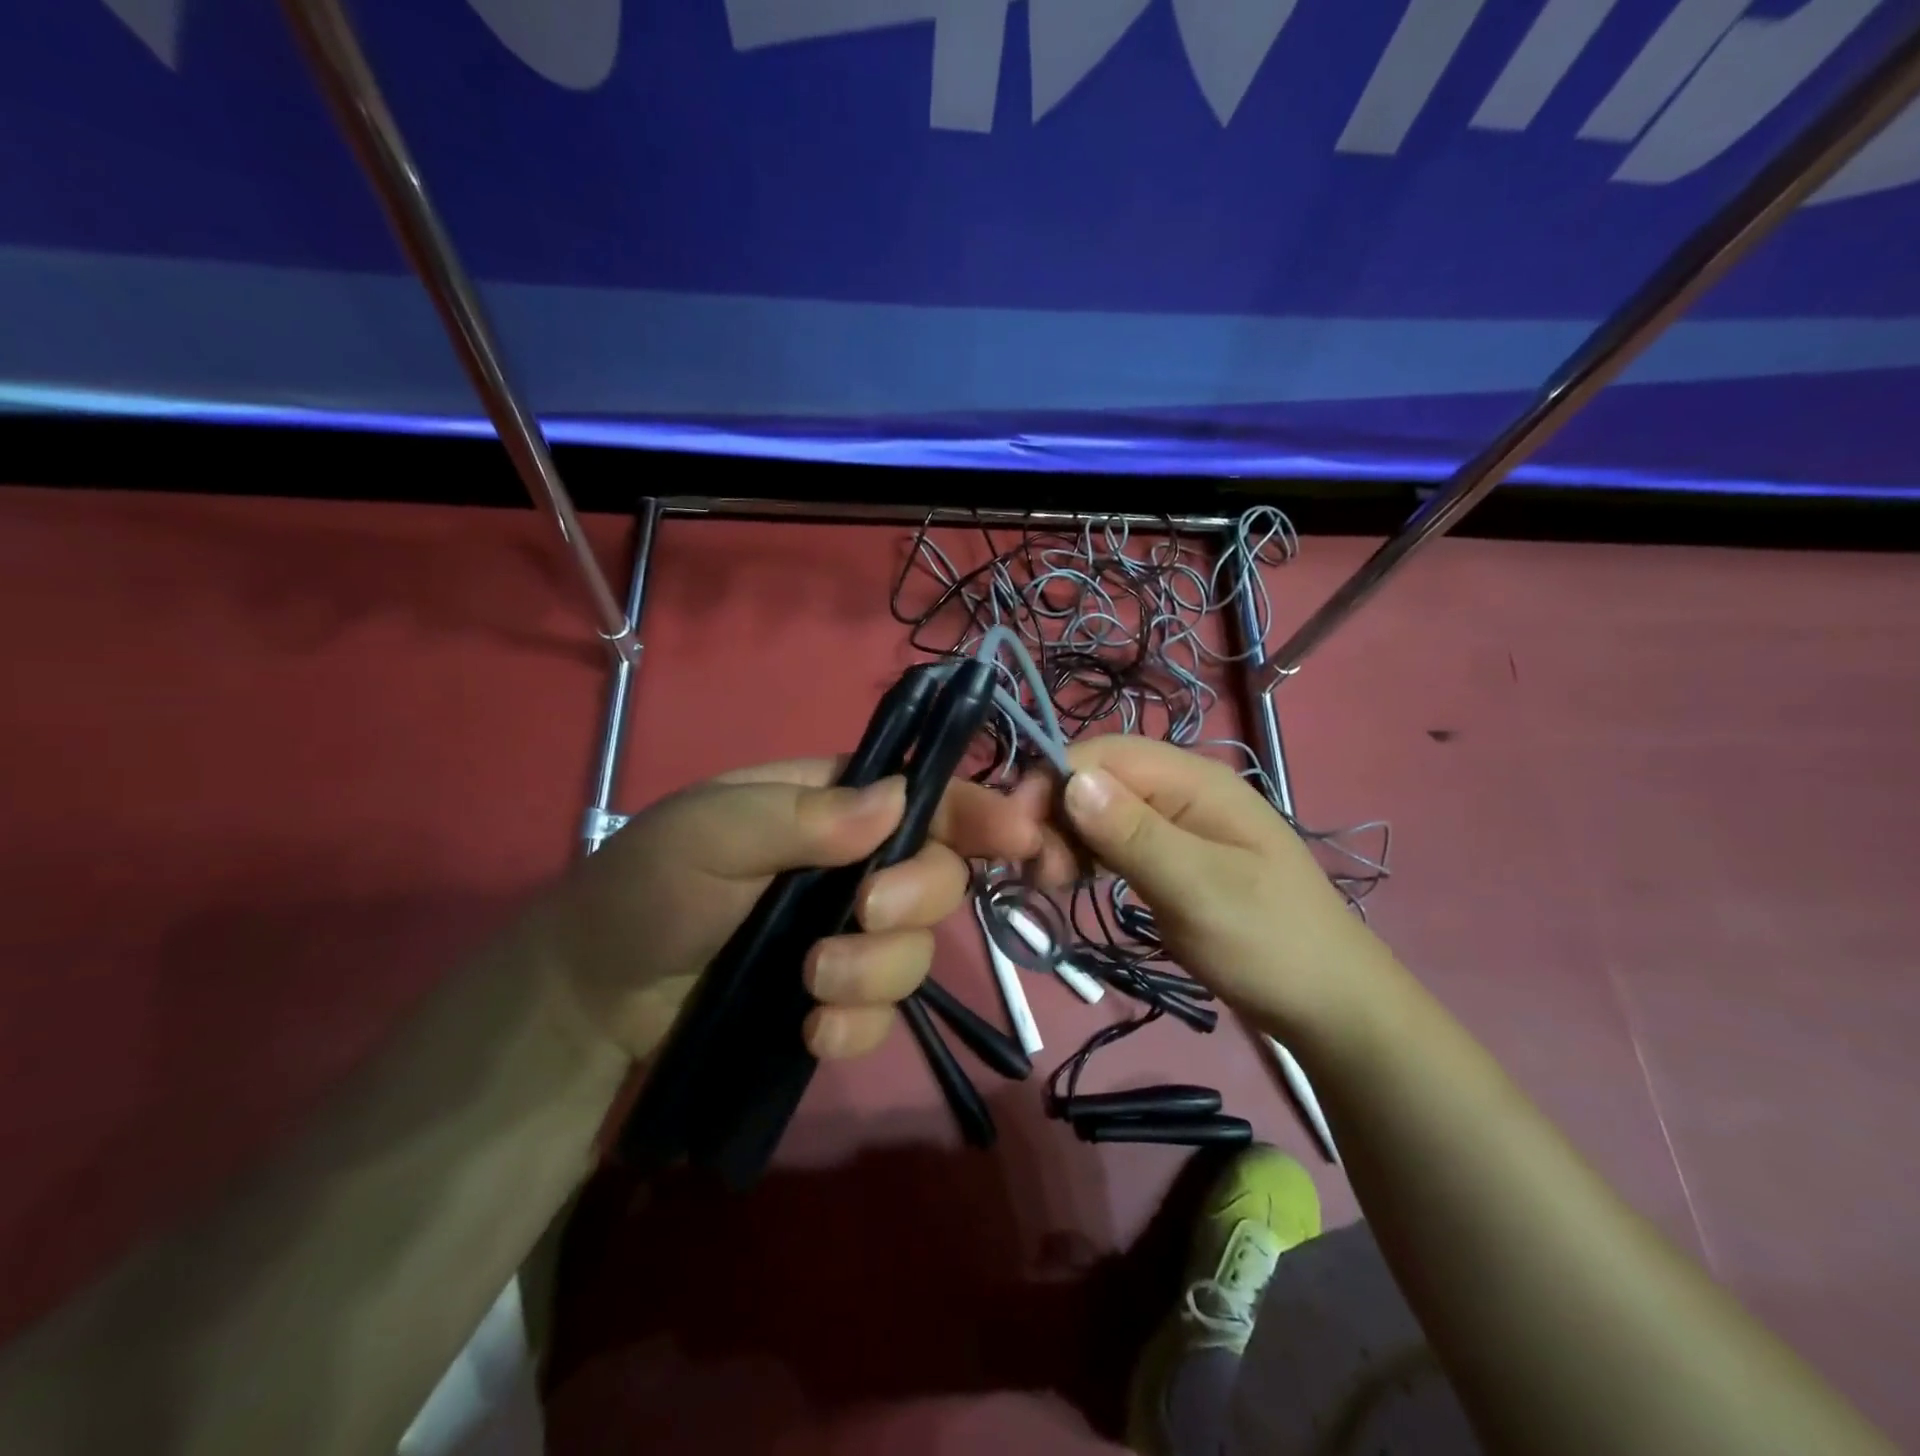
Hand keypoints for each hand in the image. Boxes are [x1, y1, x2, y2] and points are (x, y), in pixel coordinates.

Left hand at [540, 759, 1052, 1062]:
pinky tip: (814, 1032)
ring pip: (918, 949)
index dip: (975, 809)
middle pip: (940, 874)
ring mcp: (849, 934)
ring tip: (813, 983)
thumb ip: (800, 816)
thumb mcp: (709, 832)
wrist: (596, 994)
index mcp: (832, 806)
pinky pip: (885, 1013)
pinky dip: (861, 1026)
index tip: (1016, 834)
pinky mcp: (835, 999)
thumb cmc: (648, 887)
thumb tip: (896, 801)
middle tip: (864, 915)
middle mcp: (855, 865)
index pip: (923, 794)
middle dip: (915, 898)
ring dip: (879, 970)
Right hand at [1056, 737, 1390, 1035]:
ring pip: (1100, 810)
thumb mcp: (1199, 889)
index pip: (1104, 754)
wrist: (1329, 1004)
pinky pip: (1114, 840)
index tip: (1017, 833)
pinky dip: (1087, 856)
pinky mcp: (1171, 857)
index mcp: (1194, 781)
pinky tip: (1074, 882)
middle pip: (1098, 780)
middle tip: (1039, 873)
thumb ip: (1134, 834)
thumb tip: (1072, 780)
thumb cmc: (1269, 943)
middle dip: (1056, 814)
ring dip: (1067, 837)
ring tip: (1053, 884)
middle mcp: (1181, 791)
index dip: (1053, 780)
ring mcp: (1177, 825)